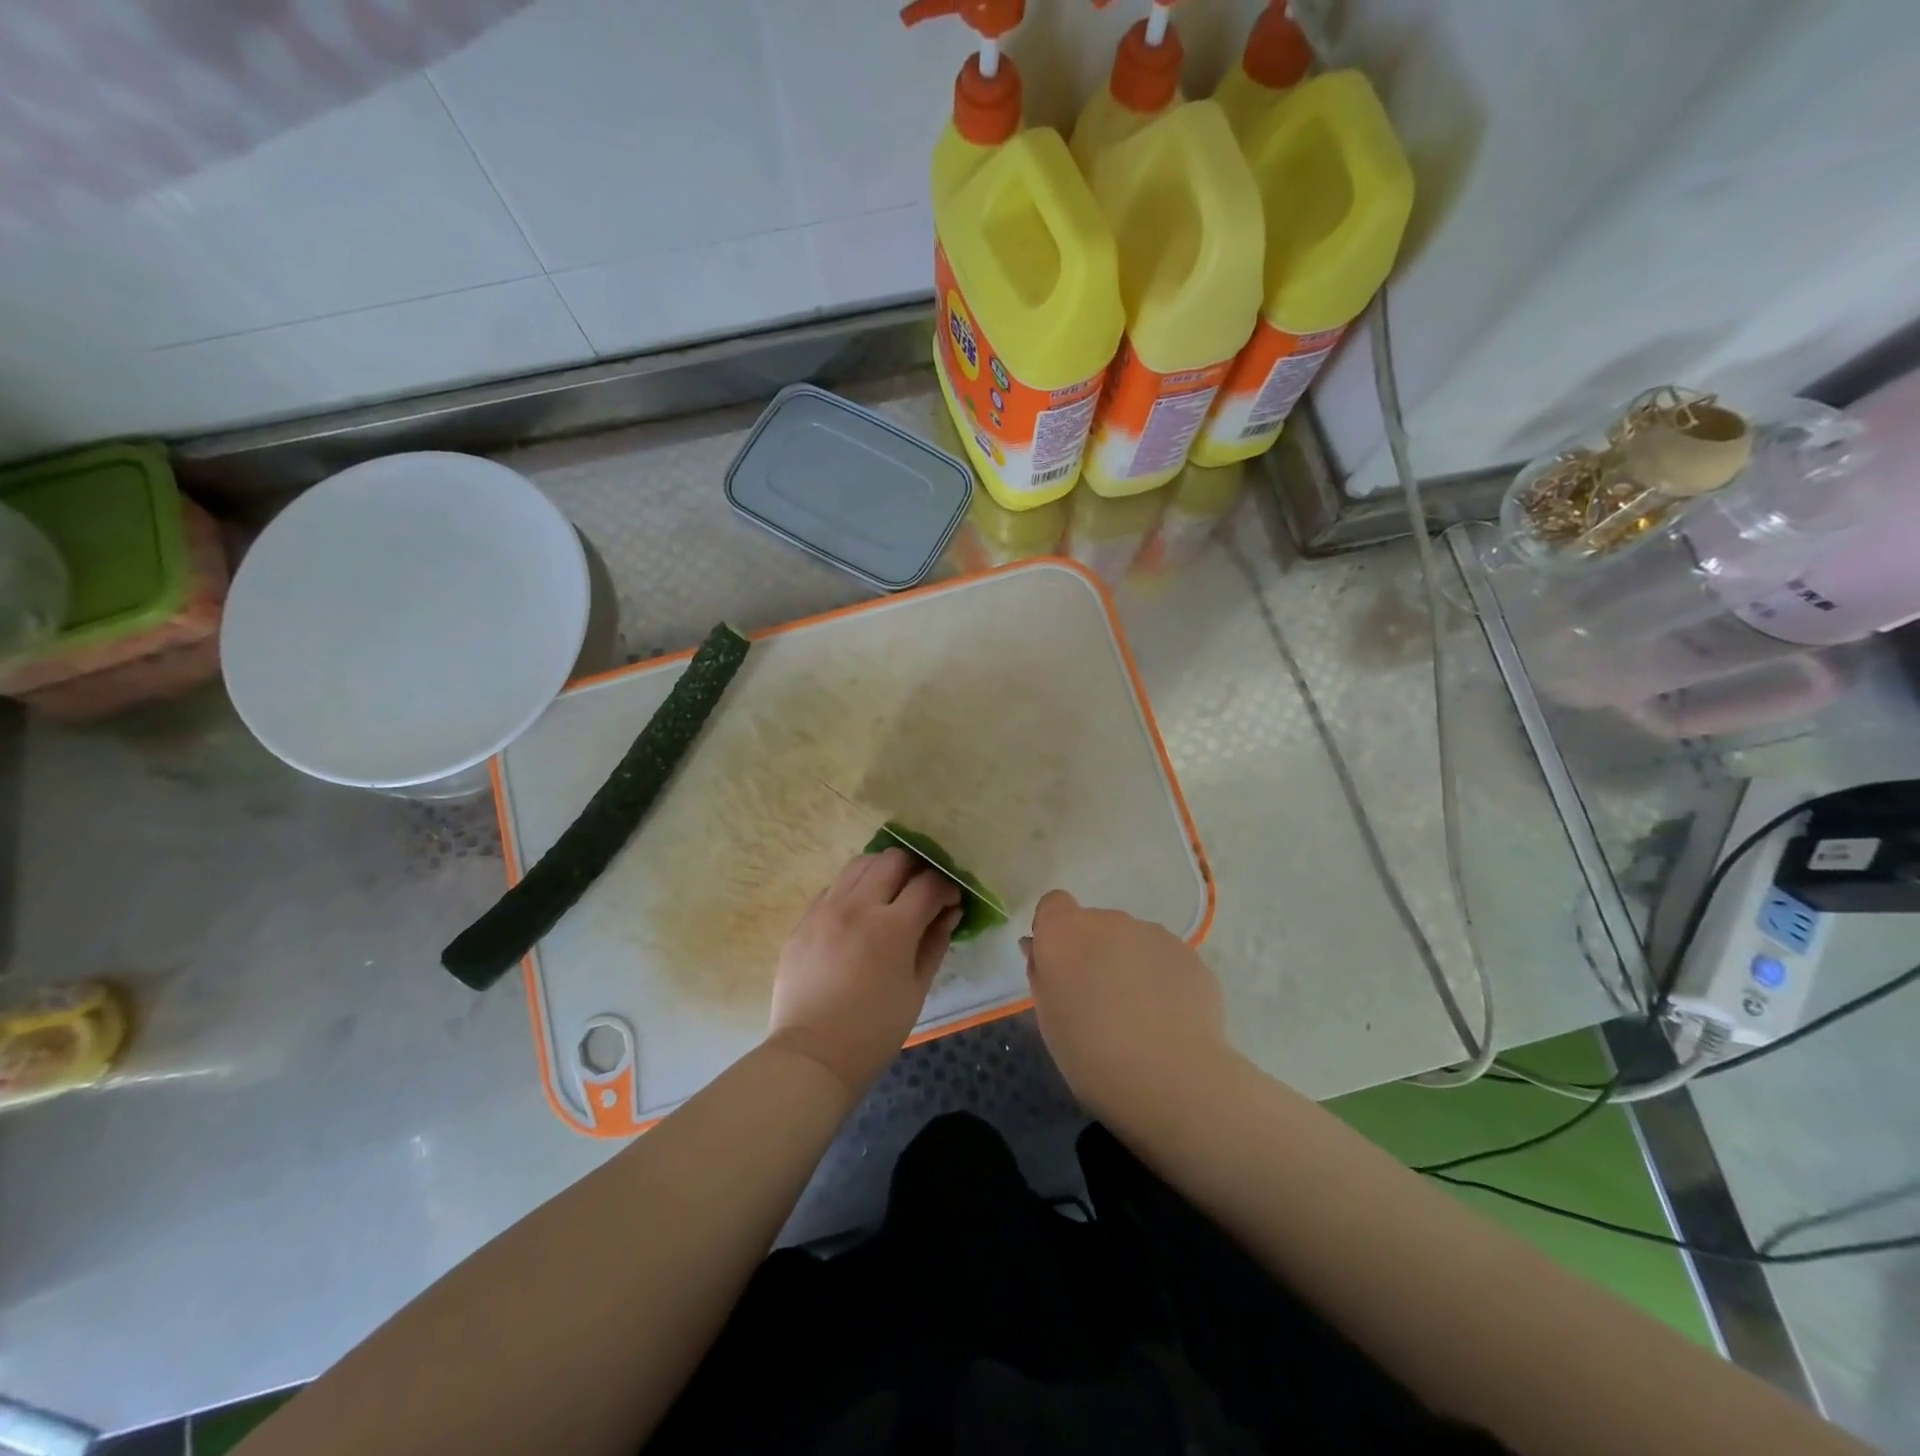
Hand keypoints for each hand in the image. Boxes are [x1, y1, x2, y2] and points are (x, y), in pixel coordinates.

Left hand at [767, 849, 962, 1097]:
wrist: (813, 1055)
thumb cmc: (875, 1031)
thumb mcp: (916, 989)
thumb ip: (935, 943)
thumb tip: (950, 912)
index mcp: (892, 926)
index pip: (928, 883)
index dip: (946, 887)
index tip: (950, 900)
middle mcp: (858, 905)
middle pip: (893, 859)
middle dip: (916, 869)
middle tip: (922, 891)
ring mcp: (826, 909)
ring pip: (860, 864)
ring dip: (882, 870)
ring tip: (890, 894)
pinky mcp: (804, 920)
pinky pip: (833, 887)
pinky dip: (853, 889)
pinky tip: (859, 913)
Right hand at [1025, 890, 1228, 1121]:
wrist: (1170, 1078)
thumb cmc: (1090, 1053)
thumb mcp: (1048, 1018)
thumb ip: (1042, 974)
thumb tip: (1038, 948)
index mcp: (1065, 931)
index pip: (1054, 904)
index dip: (1054, 931)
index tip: (1059, 966)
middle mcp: (1109, 921)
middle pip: (1095, 925)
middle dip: (1095, 952)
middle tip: (1099, 1002)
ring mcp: (1154, 934)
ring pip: (1133, 941)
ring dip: (1130, 964)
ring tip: (1139, 1017)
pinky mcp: (1189, 956)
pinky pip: (1165, 960)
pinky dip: (1162, 980)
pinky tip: (1168, 1021)